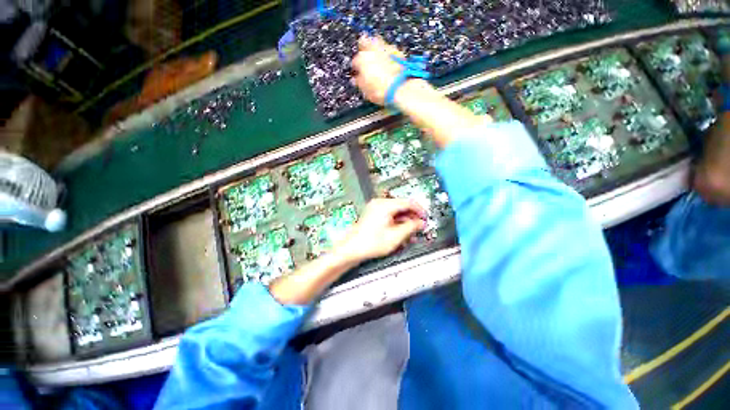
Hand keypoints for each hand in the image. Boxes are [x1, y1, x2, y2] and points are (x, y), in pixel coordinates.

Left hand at [334, 198, 426, 263]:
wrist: (352, 249)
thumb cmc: (368, 243)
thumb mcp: (395, 236)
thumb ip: (411, 227)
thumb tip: (420, 223)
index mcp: (385, 205)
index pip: (408, 202)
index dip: (419, 210)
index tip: (425, 218)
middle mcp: (379, 204)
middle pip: (402, 207)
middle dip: (412, 218)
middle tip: (419, 227)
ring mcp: (375, 209)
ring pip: (396, 213)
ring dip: (405, 222)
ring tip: (411, 234)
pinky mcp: (374, 216)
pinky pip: (389, 216)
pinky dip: (397, 224)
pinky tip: (401, 234)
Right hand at [352, 36, 411, 105]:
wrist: (399, 88)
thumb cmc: (380, 91)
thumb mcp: (365, 90)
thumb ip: (359, 82)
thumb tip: (356, 79)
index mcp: (362, 59)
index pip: (355, 61)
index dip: (356, 68)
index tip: (358, 73)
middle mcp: (372, 49)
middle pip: (365, 42)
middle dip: (364, 49)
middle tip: (366, 58)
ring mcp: (386, 48)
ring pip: (377, 42)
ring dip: (376, 48)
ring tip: (378, 58)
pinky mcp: (397, 51)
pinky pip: (389, 49)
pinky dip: (387, 53)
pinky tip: (389, 62)